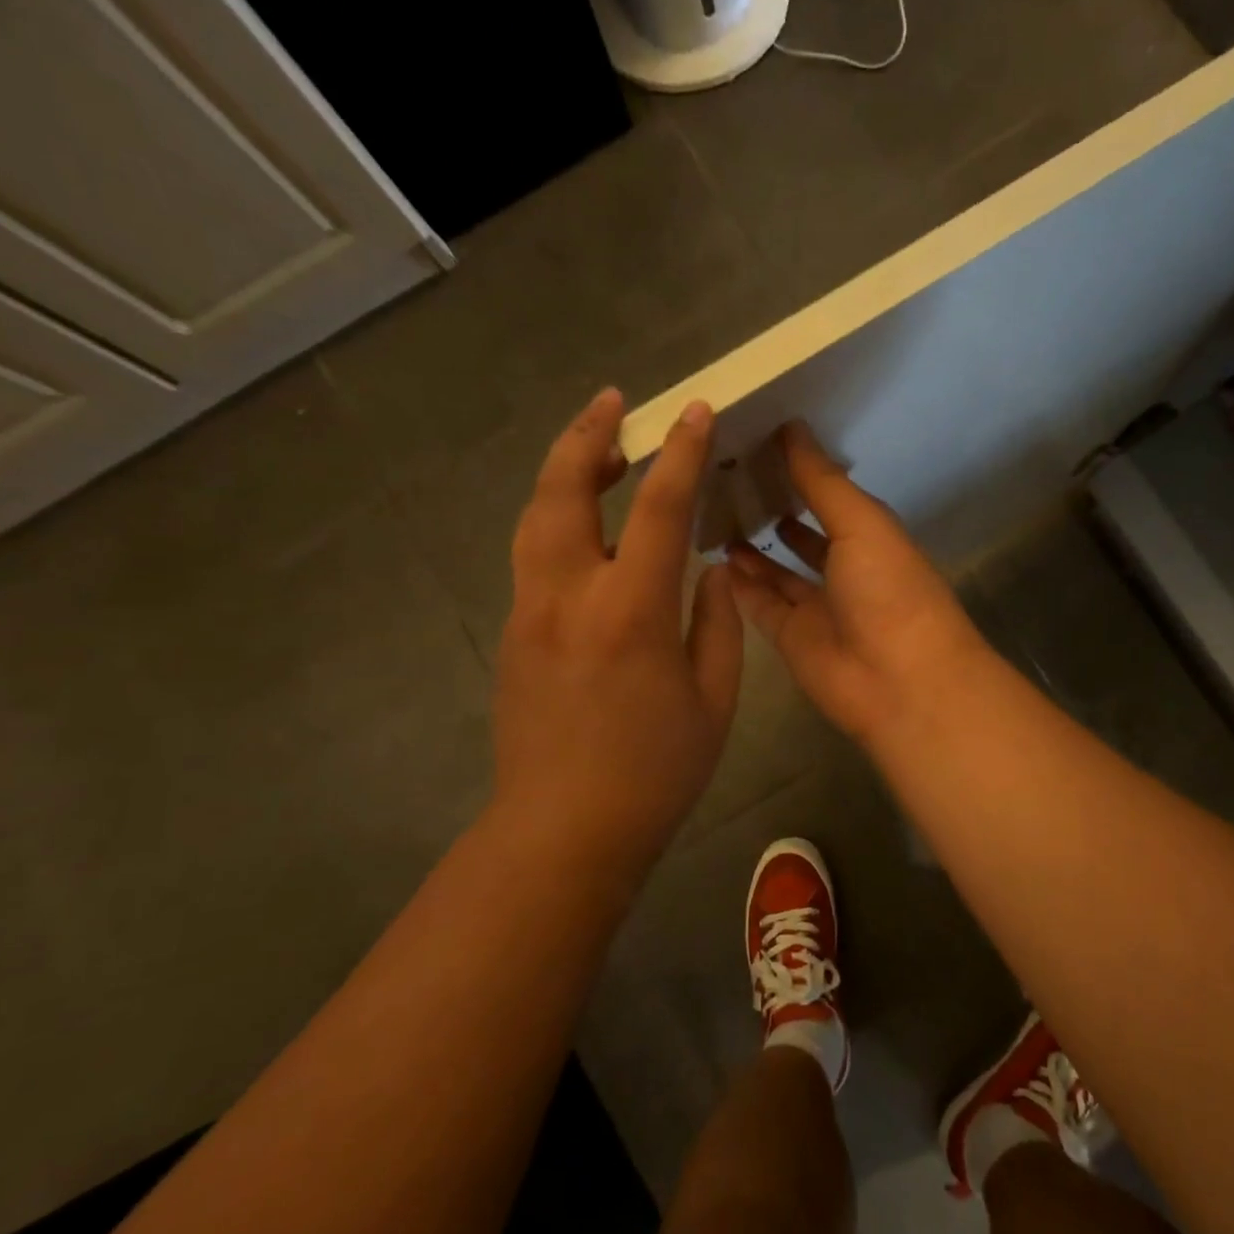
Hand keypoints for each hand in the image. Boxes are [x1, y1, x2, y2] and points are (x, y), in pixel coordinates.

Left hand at [491, 390, 741, 886]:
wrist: (564, 831)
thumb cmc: (654, 772)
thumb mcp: (714, 702)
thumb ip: (719, 625)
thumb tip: (713, 573)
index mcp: (630, 612)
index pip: (657, 508)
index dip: (680, 453)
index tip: (695, 411)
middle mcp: (569, 596)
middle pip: (564, 492)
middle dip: (588, 436)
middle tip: (613, 402)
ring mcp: (531, 613)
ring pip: (535, 519)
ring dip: (564, 473)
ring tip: (595, 451)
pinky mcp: (514, 636)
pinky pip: (534, 558)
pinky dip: (558, 521)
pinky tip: (584, 528)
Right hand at [727, 422, 988, 743]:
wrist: (900, 682)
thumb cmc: (890, 590)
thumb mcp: (862, 523)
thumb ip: (822, 481)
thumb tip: (791, 427)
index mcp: (869, 538)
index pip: (827, 497)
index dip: (797, 471)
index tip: (754, 440)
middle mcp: (843, 570)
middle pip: (800, 535)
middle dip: (769, 510)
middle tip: (722, 478)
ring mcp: (816, 608)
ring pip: (776, 572)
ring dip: (750, 548)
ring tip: (710, 513)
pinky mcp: (791, 639)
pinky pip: (759, 606)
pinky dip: (739, 585)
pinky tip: (712, 556)